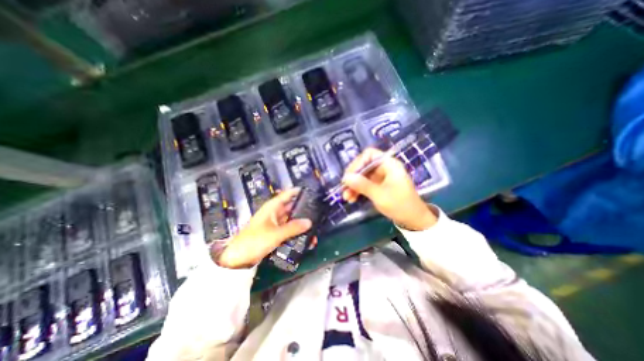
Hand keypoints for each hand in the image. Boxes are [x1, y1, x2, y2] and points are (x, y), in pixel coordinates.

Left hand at [215, 189, 312, 267]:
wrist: (236, 259)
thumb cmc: (254, 241)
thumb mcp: (275, 234)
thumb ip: (293, 227)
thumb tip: (309, 222)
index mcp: (272, 207)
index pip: (287, 194)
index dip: (297, 191)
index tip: (310, 192)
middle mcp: (274, 213)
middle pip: (291, 207)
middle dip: (303, 209)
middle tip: (318, 212)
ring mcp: (274, 224)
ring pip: (291, 220)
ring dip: (300, 223)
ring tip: (315, 226)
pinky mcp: (274, 234)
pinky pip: (288, 230)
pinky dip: (295, 232)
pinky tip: (305, 237)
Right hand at [342, 146, 437, 230]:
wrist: (414, 220)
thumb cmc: (400, 205)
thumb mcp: (379, 195)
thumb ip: (362, 185)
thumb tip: (345, 177)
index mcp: (389, 164)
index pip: (369, 155)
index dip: (357, 163)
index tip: (349, 176)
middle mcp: (384, 167)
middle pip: (364, 166)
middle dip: (353, 177)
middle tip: (344, 188)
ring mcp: (381, 177)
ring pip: (362, 176)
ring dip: (353, 185)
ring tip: (346, 197)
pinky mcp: (379, 185)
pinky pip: (365, 184)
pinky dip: (358, 190)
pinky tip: (352, 198)